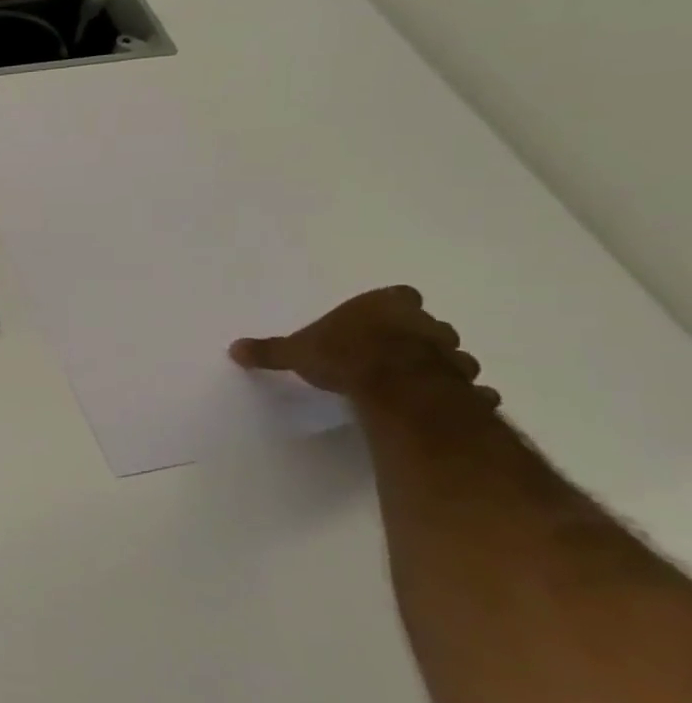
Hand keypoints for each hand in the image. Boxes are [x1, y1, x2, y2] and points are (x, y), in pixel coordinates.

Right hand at [229, 286, 498, 409]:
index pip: (399, 296)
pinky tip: (444, 405)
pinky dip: (461, 396)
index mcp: (386, 305)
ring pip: (451, 356)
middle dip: (415, 338)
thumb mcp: (295, 352)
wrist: (393, 388)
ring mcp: (451, 354)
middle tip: (391, 356)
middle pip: (427, 326)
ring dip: (437, 366)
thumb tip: (234, 349)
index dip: (390, 310)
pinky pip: (468, 389)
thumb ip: (270, 351)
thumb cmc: (342, 355)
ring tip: (413, 384)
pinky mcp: (464, 386)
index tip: (377, 324)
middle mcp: (424, 324)